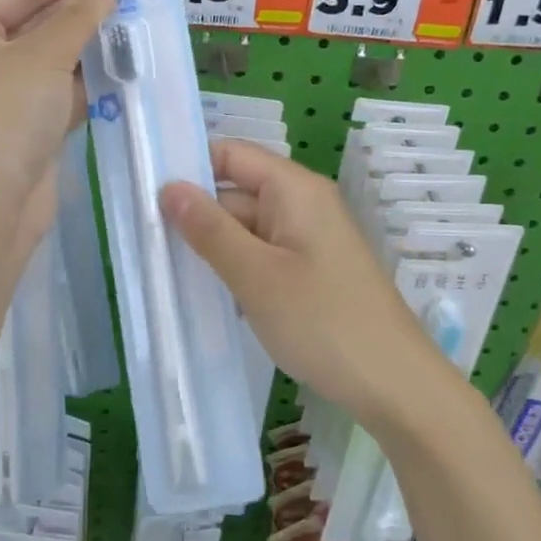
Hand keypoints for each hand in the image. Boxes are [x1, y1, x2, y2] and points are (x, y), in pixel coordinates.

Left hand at [0, 0, 116, 255]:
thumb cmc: (4, 116)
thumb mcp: (44, 57)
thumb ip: (80, 16)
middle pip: (38, 24)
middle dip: (81, 11)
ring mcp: (6, 98)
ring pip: (55, 62)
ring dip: (90, 48)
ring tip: (137, 23)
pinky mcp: (30, 130)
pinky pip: (64, 95)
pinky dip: (90, 84)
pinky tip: (126, 68)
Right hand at [160, 141, 455, 434]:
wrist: (396, 385)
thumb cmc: (323, 322)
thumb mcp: (256, 275)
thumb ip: (209, 229)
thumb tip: (168, 187)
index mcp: (294, 189)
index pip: (231, 154)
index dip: (190, 168)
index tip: (145, 195)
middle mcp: (303, 204)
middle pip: (236, 193)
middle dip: (196, 217)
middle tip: (144, 245)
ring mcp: (309, 240)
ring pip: (247, 229)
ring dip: (214, 249)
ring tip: (165, 272)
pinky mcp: (312, 272)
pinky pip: (264, 256)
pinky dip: (237, 270)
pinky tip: (210, 296)